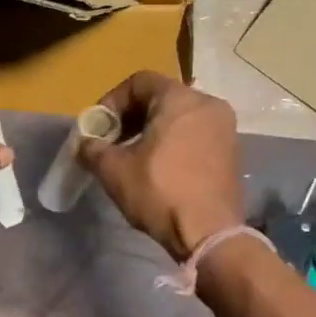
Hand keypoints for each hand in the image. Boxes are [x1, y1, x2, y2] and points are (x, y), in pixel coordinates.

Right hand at [83, 71, 241, 261]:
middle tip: (111, 142)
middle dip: (130, 117)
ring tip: (132, 157)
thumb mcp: (114, 170)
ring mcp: (224, 128)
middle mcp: (208, 104)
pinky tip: (158, 168)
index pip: (139, 82)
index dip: (111, 101)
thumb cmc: (160, 193)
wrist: (209, 234)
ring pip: (179, 117)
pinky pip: (195, 134)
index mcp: (180, 99)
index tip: (98, 128)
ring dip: (151, 131)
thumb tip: (85, 144)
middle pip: (160, 97)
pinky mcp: (231, 152)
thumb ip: (93, 149)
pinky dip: (173, 143)